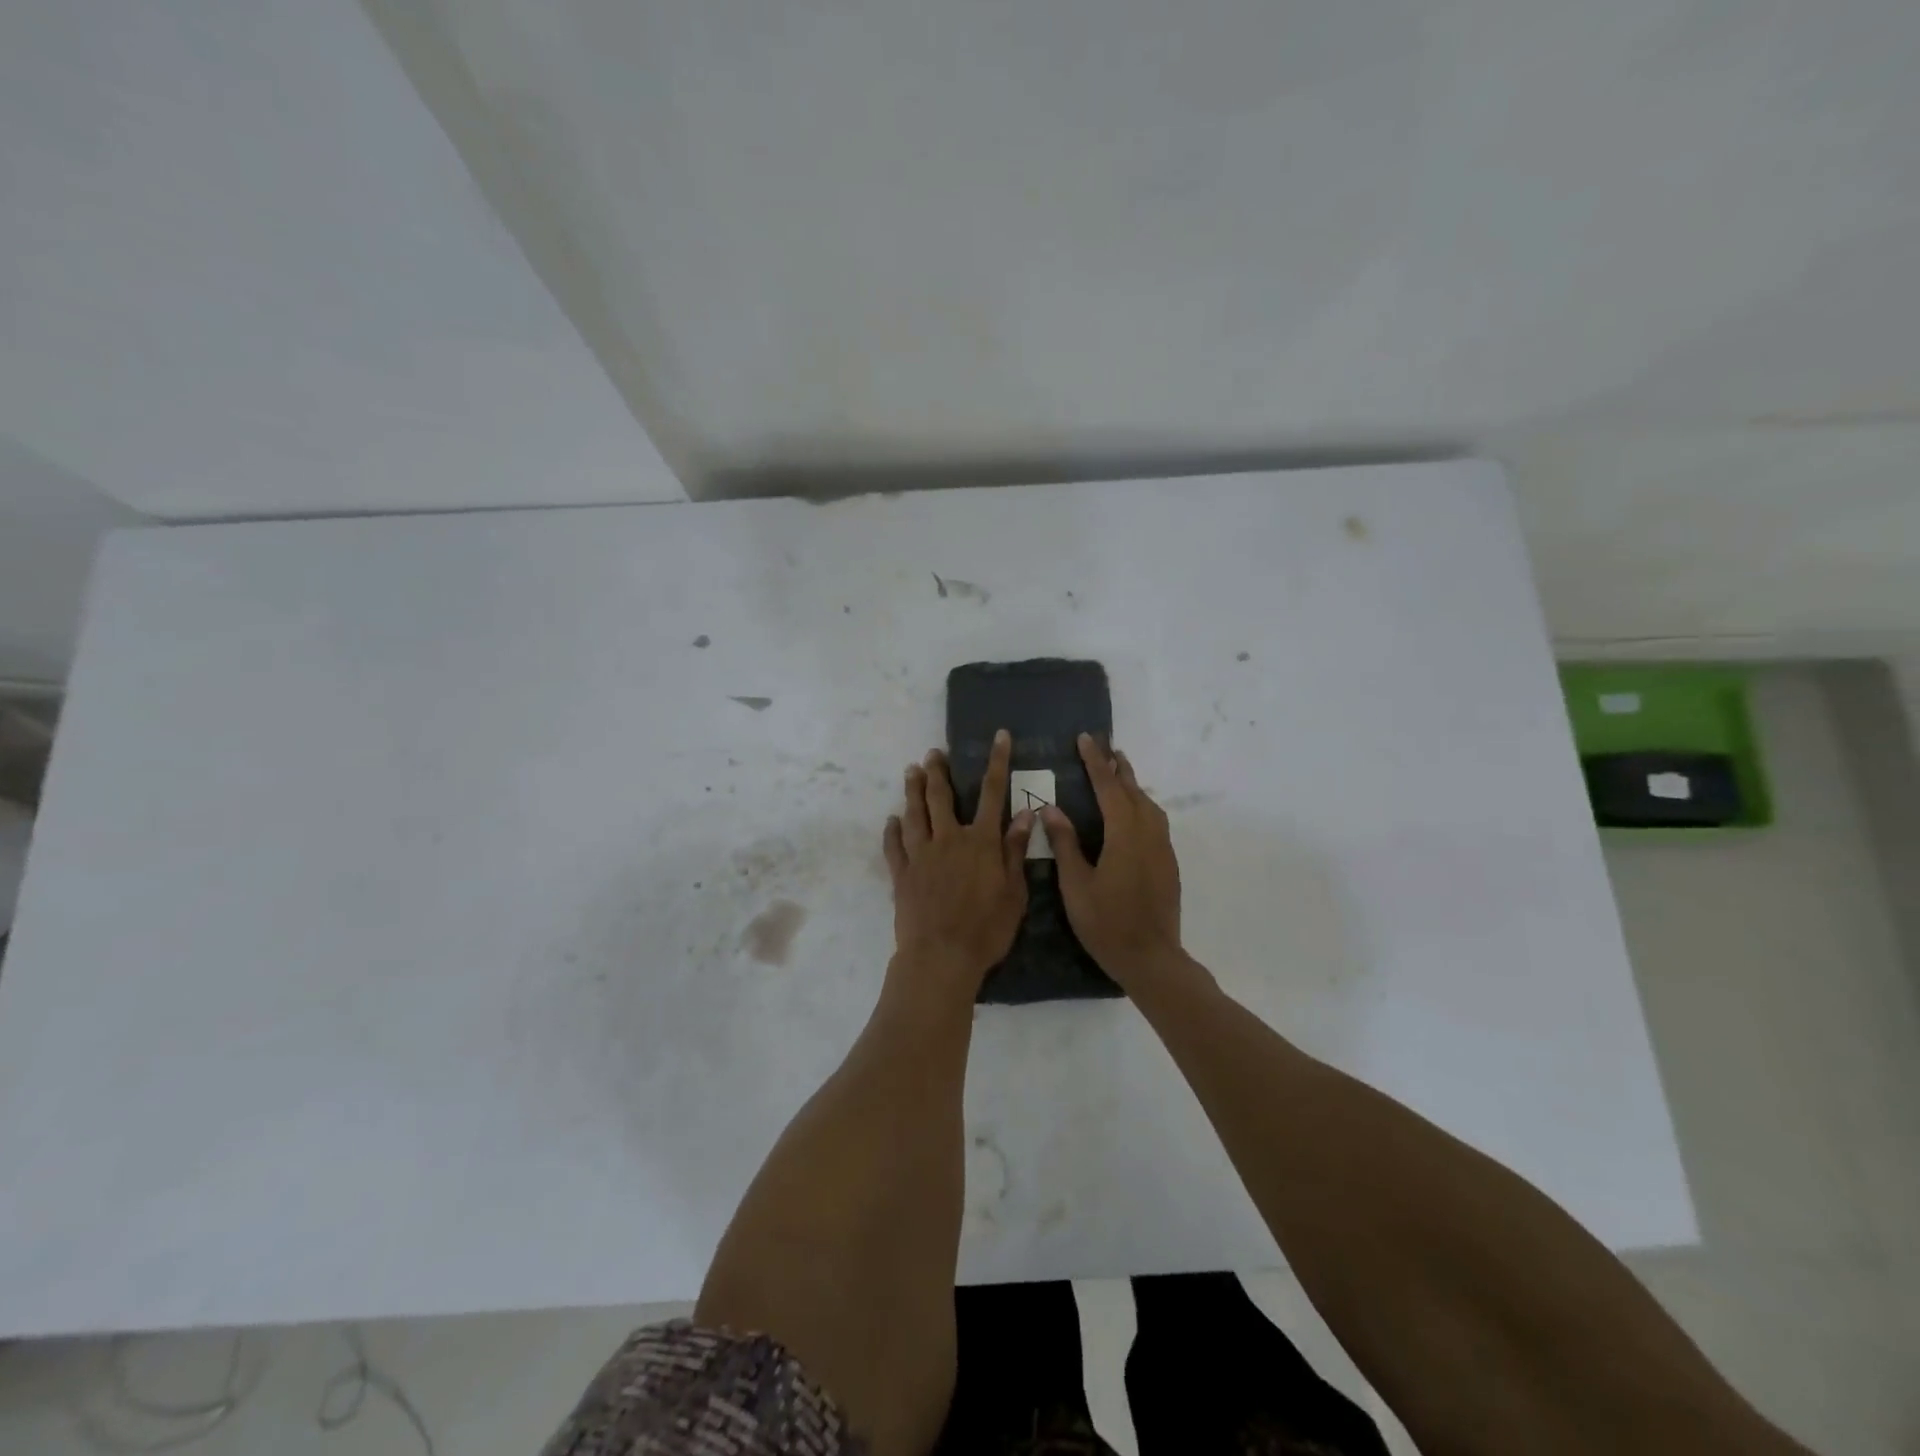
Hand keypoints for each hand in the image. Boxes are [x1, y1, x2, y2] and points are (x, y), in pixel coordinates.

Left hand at [883, 731, 1034, 997]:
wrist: (941, 956)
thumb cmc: (987, 929)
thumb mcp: (1014, 892)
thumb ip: (1015, 851)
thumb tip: (1025, 813)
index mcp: (981, 842)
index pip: (992, 793)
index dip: (997, 762)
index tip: (999, 736)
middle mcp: (949, 839)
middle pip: (942, 797)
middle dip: (938, 771)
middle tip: (932, 753)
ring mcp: (921, 855)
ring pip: (915, 814)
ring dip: (912, 790)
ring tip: (911, 770)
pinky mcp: (901, 874)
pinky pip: (894, 846)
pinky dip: (892, 830)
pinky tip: (891, 820)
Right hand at [1041, 734, 1185, 989]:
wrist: (1151, 959)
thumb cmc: (1106, 923)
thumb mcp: (1076, 885)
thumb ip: (1065, 844)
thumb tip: (1051, 808)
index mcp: (1124, 835)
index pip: (1108, 788)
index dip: (1095, 762)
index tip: (1085, 739)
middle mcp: (1148, 834)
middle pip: (1133, 791)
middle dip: (1117, 768)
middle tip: (1104, 747)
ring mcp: (1162, 849)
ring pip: (1149, 805)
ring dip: (1132, 785)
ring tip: (1118, 773)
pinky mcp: (1168, 863)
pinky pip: (1155, 821)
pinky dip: (1141, 806)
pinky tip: (1132, 813)